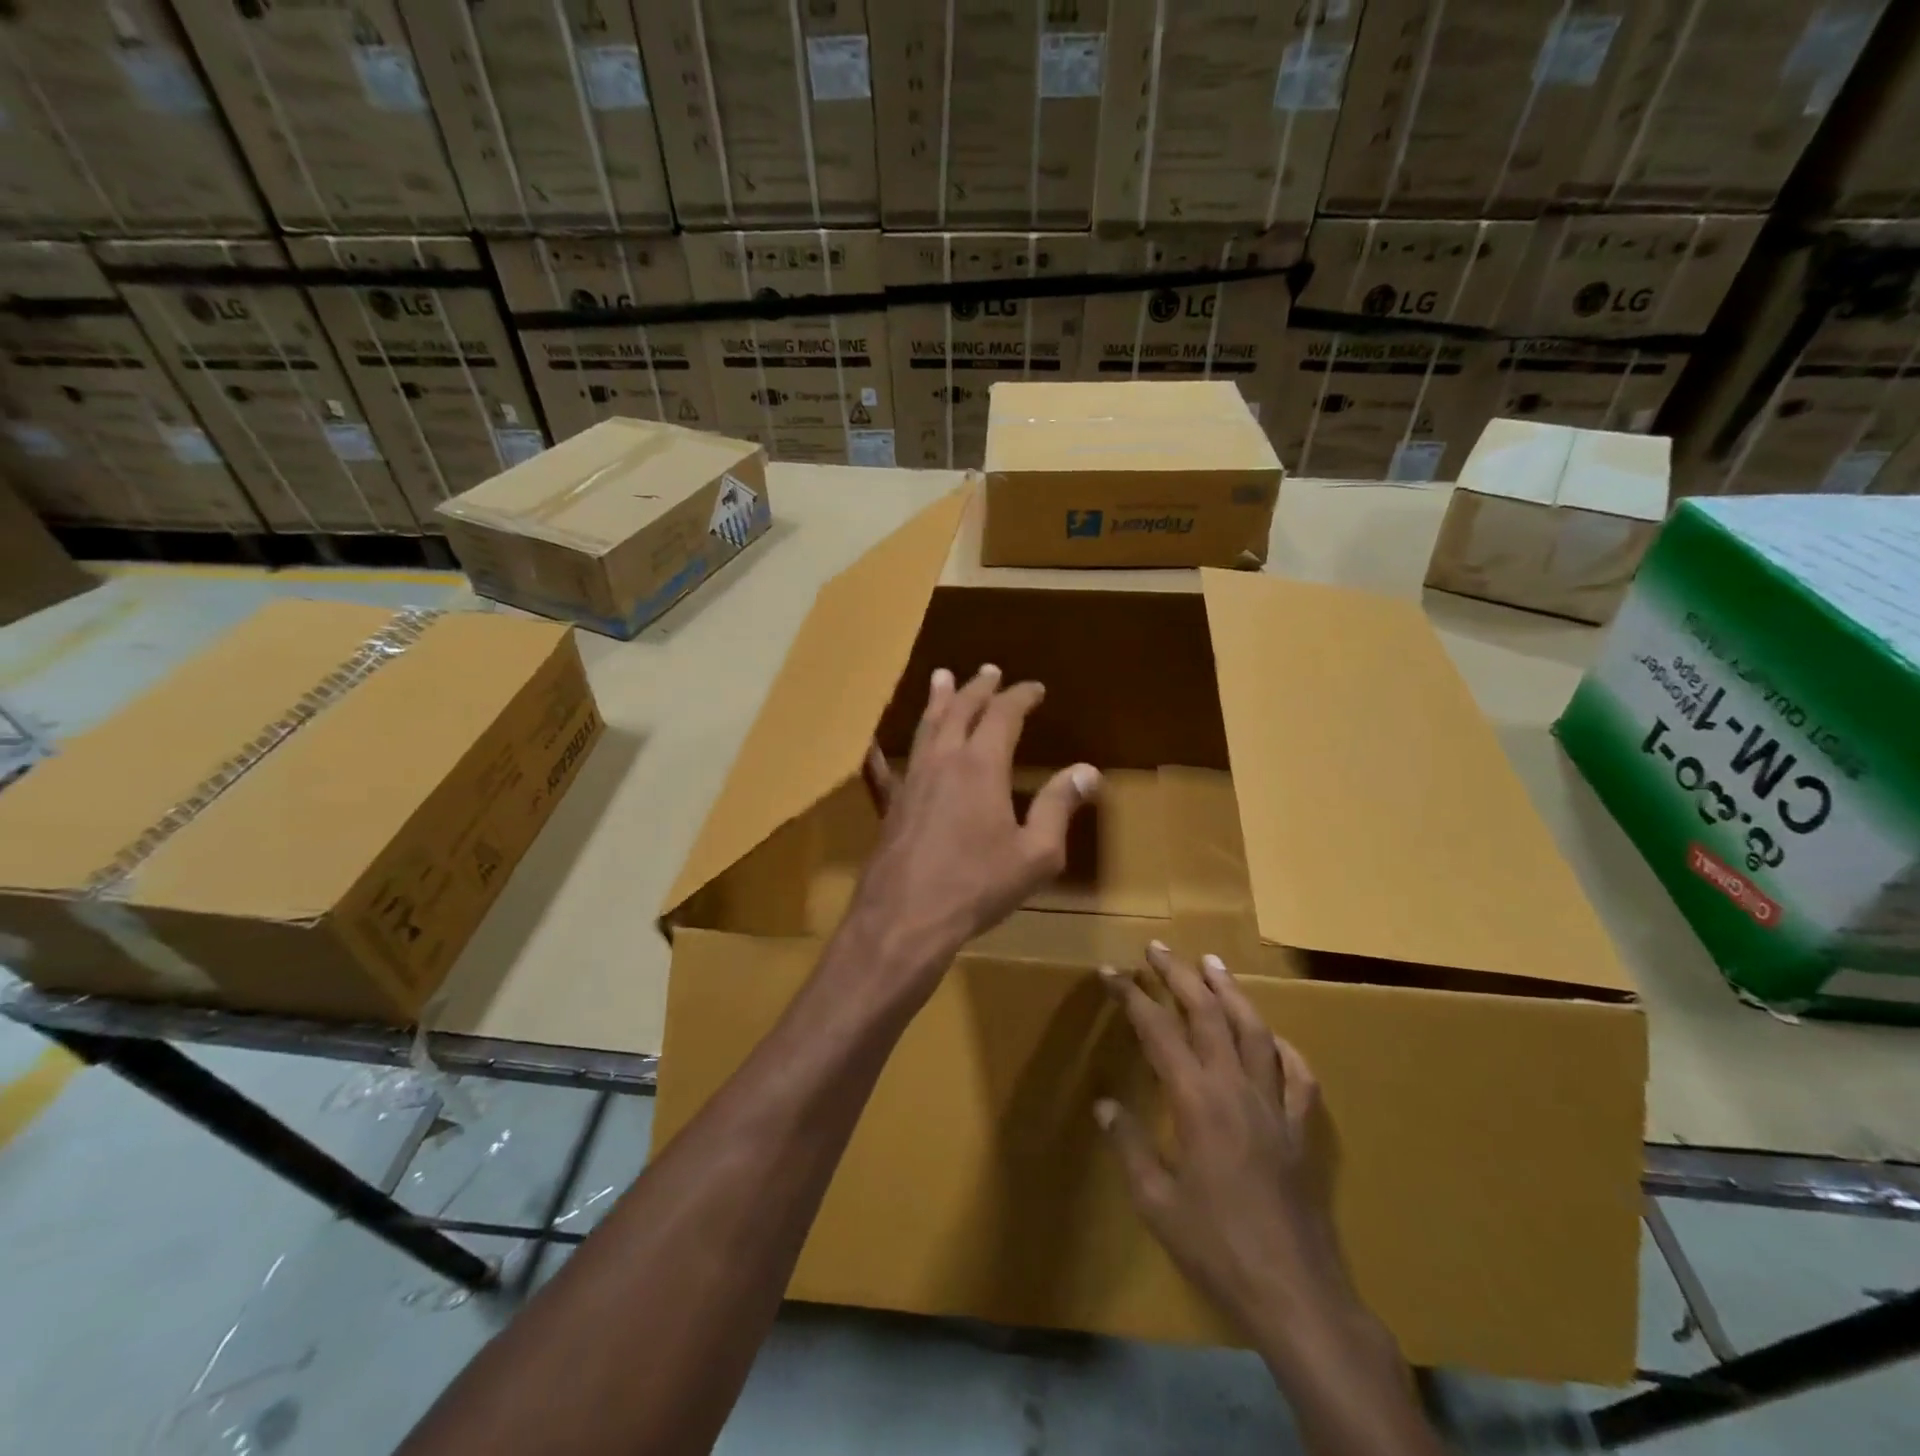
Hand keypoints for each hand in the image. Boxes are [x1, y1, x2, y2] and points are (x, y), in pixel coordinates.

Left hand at [847, 664, 1099, 1002]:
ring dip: (938, 701)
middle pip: (960, 710)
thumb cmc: (977, 886)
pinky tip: (873, 744)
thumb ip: (1058, 807)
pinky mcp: (890, 805)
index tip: (1034, 688)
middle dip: (978, 688)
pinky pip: (886, 767)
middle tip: (989, 670)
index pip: (1003, 714)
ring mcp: (911, 780)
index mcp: (981, 765)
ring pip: (926, 728)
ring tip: (942, 678)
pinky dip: (885, 750)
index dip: (1020, 696)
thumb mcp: (1035, 853)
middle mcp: (943, 761)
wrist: (905, 918)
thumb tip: (1087, 771)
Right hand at [1096, 942, 1351, 1345]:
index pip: (1157, 1030)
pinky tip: (1273, 1037)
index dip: (1131, 996)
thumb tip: (1104, 1105)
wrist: (1295, 1294)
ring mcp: (1274, 1105)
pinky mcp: (1301, 1130)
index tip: (1110, 972)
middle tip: (1158, 949)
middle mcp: (1236, 1088)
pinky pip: (1297, 1076)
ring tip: (1212, 963)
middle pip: (1207, 1015)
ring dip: (1230, 993)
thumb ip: (1128, 1146)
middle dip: (1179, 976)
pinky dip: (1283, 1049)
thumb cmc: (1216, 1247)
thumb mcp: (1156, 1202)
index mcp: (1196, 1100)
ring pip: (1254, 1032)